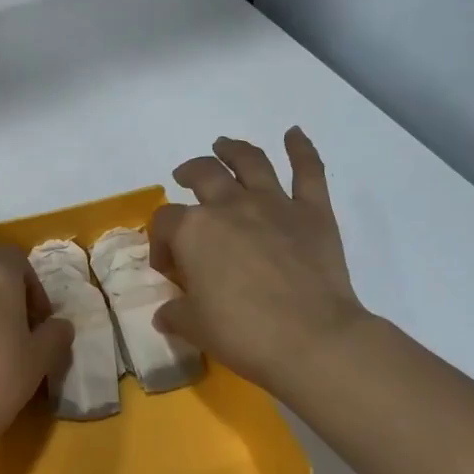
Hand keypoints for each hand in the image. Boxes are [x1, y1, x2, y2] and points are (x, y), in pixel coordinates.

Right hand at [151, 128, 369, 393]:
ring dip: (233, 149)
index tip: (168, 266)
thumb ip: (175, 313)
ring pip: (250, 161)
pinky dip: (301, 148)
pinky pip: (308, 171)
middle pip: (204, 175)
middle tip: (185, 177)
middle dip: (190, 173)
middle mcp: (231, 206)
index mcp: (195, 231)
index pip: (165, 222)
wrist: (311, 339)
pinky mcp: (313, 213)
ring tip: (223, 145)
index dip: (160, 242)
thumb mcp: (194, 327)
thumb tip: (166, 312)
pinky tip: (294, 134)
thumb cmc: (243, 333)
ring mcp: (275, 205)